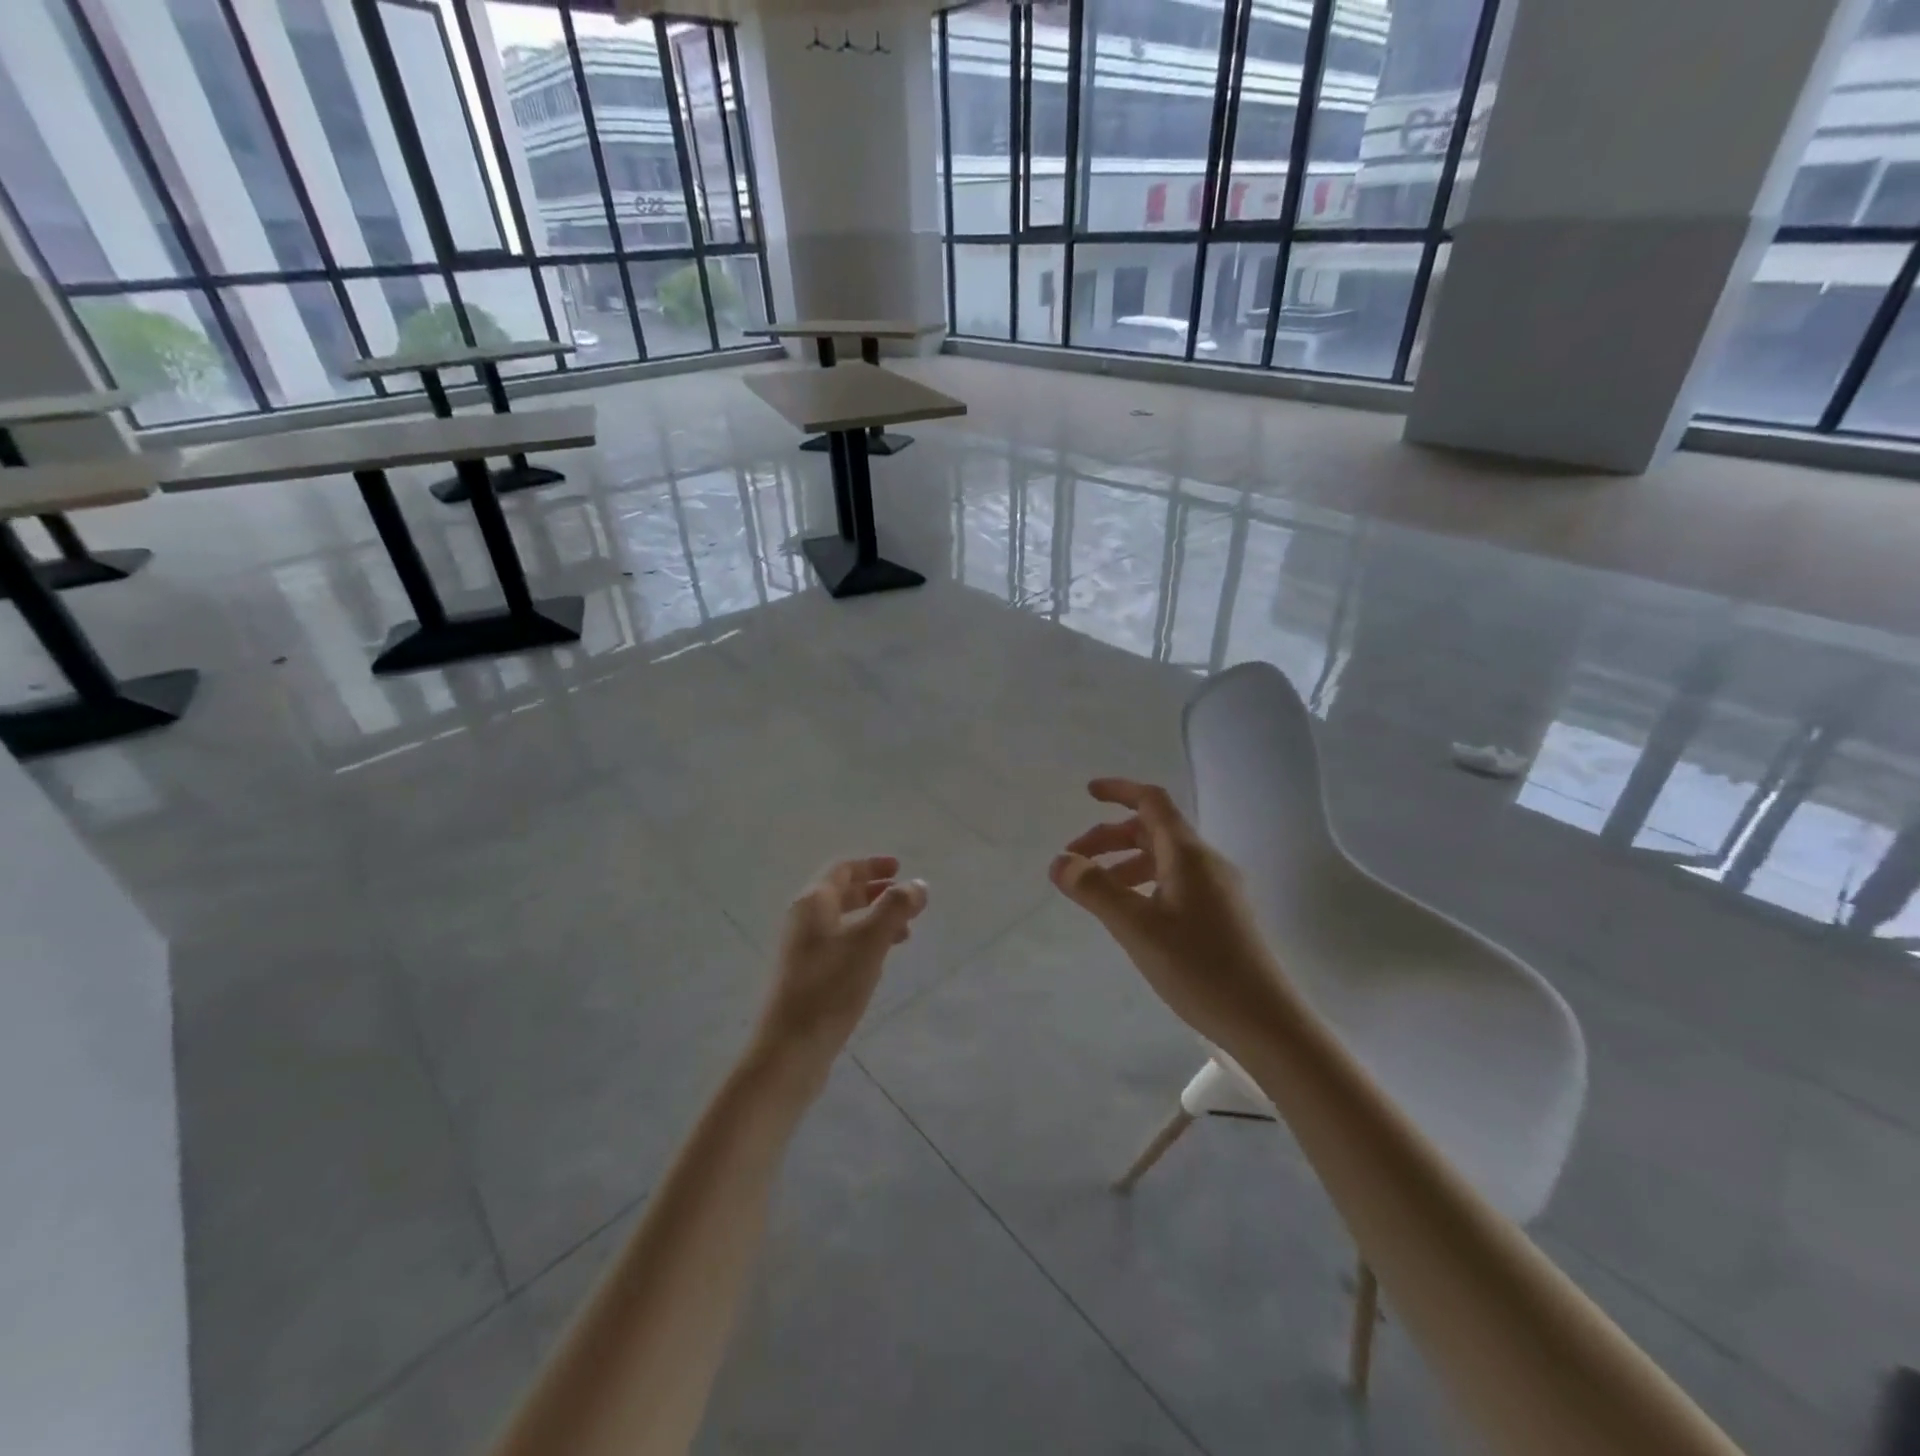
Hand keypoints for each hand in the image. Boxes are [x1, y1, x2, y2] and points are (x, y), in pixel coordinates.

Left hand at [753, 857, 928, 1083]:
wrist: (789, 1050)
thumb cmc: (830, 988)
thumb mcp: (869, 943)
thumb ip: (895, 908)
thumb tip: (918, 884)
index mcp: (813, 903)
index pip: (843, 869)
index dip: (871, 865)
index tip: (900, 867)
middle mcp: (803, 920)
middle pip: (841, 893)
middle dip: (874, 891)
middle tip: (906, 897)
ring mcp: (803, 951)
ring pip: (843, 921)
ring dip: (873, 918)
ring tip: (905, 931)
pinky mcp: (807, 977)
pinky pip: (840, 945)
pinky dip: (864, 941)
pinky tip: (880, 960)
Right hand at [1050, 779, 1287, 1052]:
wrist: (1266, 1022)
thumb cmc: (1199, 968)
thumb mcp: (1136, 928)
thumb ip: (1095, 890)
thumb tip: (1060, 861)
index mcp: (1189, 855)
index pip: (1152, 801)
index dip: (1119, 790)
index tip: (1087, 794)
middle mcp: (1207, 863)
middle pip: (1153, 830)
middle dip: (1111, 837)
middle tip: (1074, 859)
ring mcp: (1219, 889)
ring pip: (1164, 859)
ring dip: (1125, 863)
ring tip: (1096, 891)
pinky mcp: (1223, 915)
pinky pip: (1175, 882)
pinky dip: (1144, 884)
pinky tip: (1132, 914)